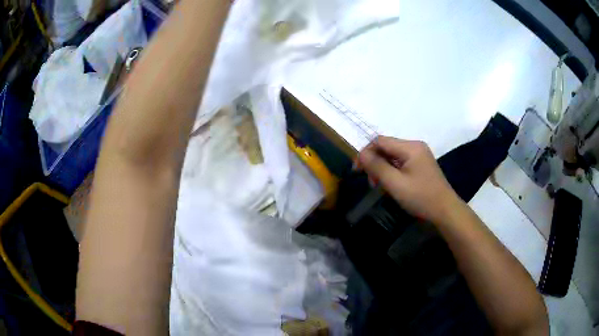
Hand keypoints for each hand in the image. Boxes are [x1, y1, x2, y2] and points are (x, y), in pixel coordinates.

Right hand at [357, 136, 462, 223]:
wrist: (445, 211)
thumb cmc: (420, 197)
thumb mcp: (395, 183)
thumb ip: (377, 166)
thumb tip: (361, 154)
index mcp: (410, 147)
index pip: (380, 141)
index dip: (366, 153)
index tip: (357, 170)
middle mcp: (415, 146)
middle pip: (387, 147)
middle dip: (375, 162)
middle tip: (371, 182)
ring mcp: (420, 155)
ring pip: (393, 156)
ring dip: (383, 168)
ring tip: (380, 185)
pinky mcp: (421, 165)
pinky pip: (401, 162)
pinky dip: (392, 171)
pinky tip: (391, 184)